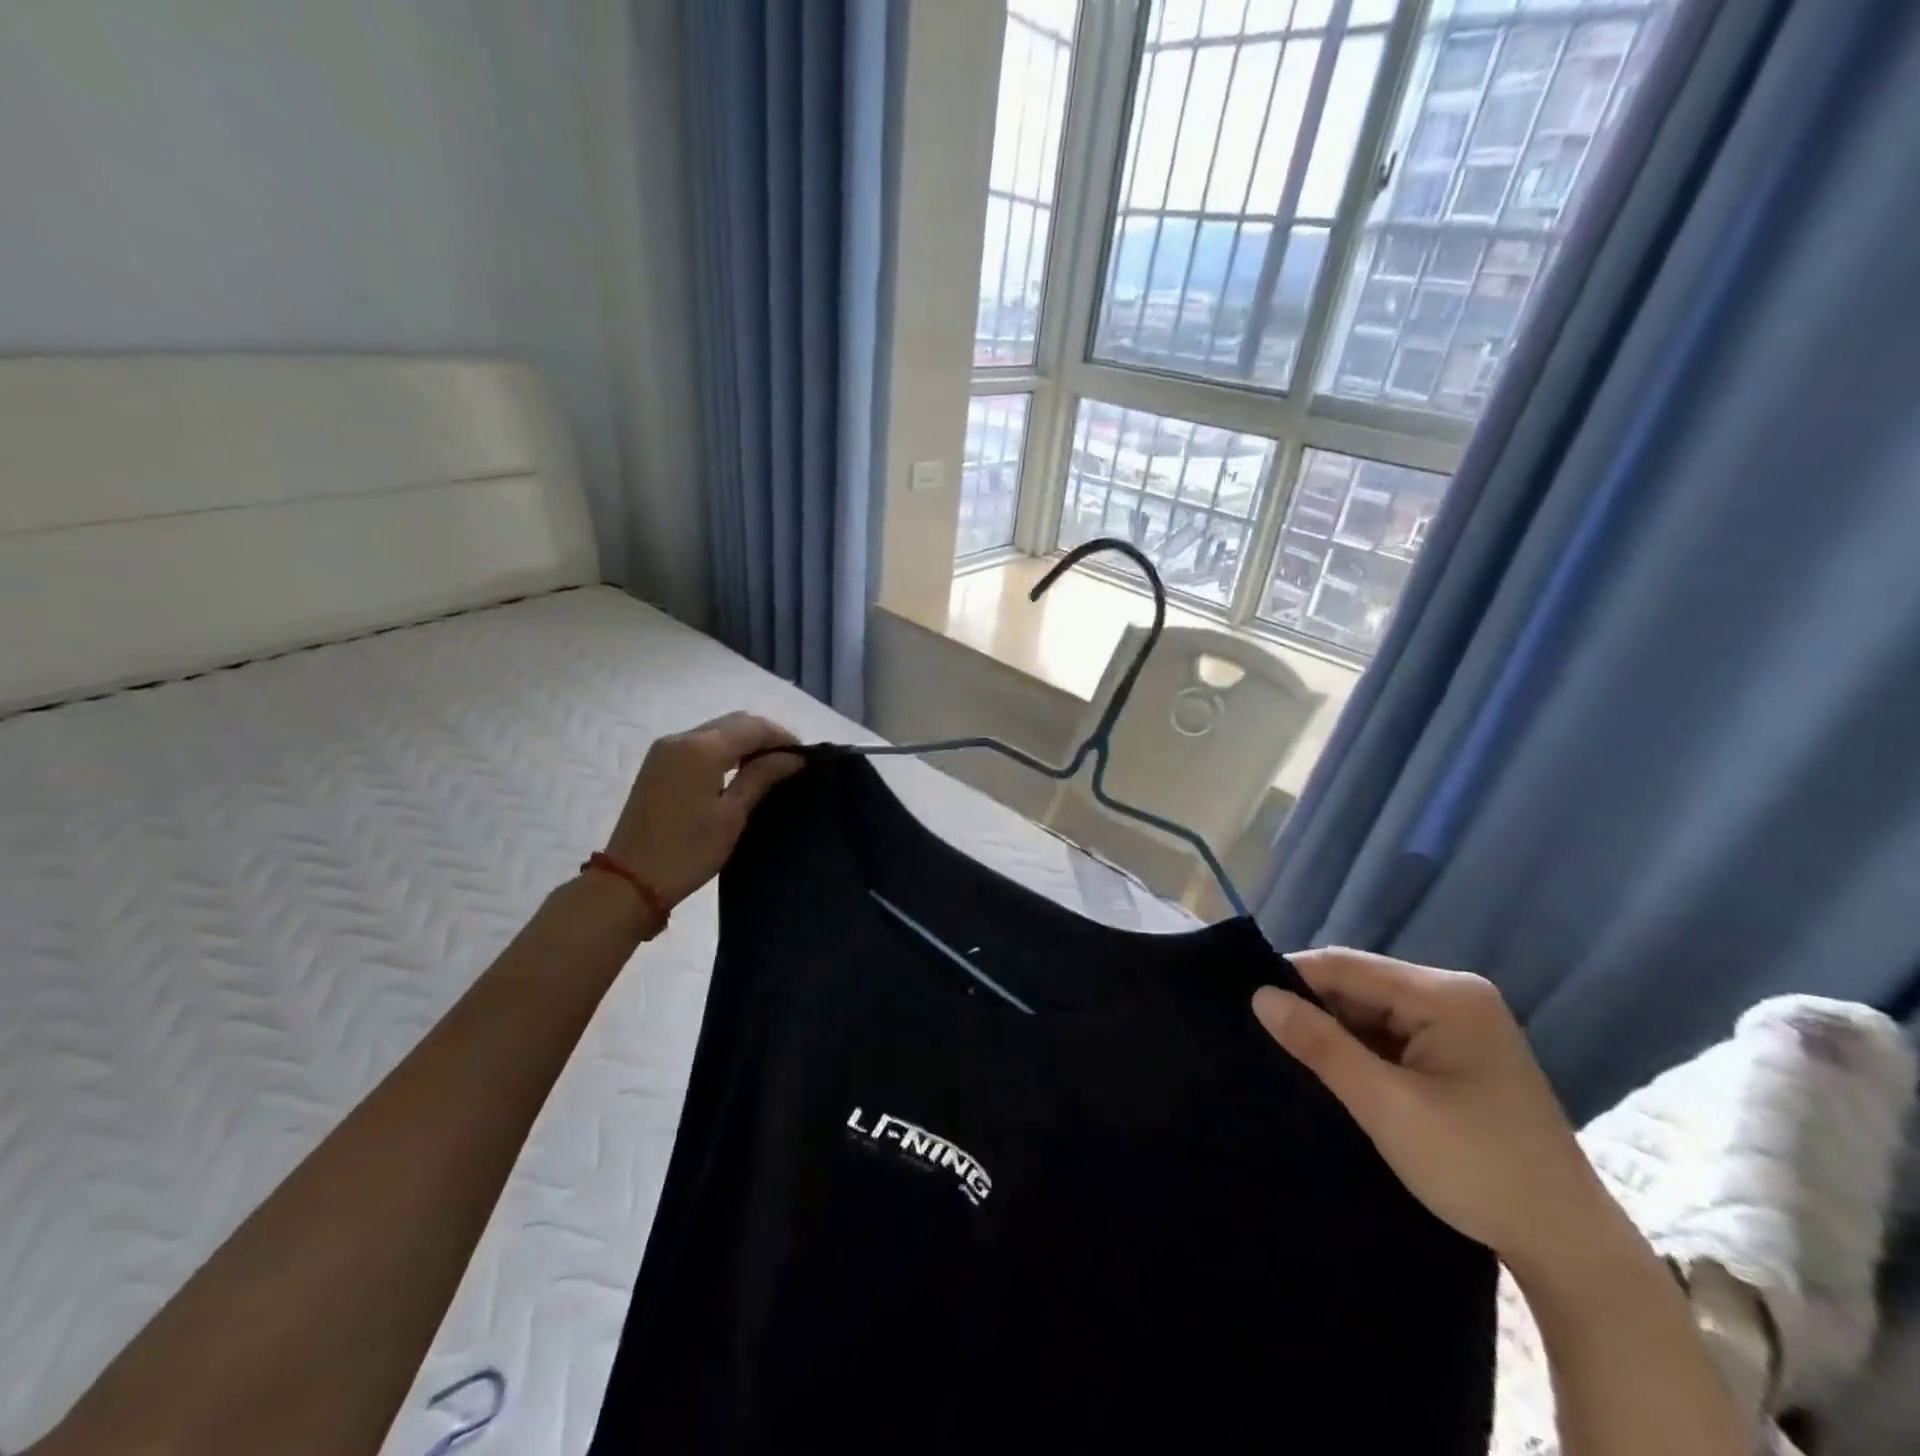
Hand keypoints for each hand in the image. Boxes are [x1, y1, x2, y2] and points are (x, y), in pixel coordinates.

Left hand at [603, 713, 803, 911]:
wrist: (630, 880)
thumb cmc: (688, 850)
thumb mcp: (732, 815)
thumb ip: (761, 777)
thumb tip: (793, 757)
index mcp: (702, 748)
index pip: (753, 727)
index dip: (782, 737)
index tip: (805, 757)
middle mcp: (682, 738)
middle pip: (734, 721)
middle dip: (765, 735)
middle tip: (789, 761)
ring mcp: (665, 749)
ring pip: (716, 729)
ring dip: (744, 740)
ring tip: (768, 766)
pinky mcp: (658, 763)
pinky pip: (699, 742)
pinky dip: (724, 748)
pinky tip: (738, 770)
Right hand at [1253, 949, 1612, 1274]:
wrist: (1570, 1248)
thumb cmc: (1476, 1168)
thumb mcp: (1386, 1106)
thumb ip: (1320, 1045)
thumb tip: (1259, 997)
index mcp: (1446, 995)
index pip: (1347, 966)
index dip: (1292, 977)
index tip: (1244, 1001)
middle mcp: (1455, 995)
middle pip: (1361, 985)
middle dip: (1313, 1007)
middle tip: (1261, 1032)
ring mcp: (1462, 1024)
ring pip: (1373, 1010)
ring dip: (1335, 1030)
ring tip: (1286, 1049)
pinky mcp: (1460, 1053)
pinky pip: (1393, 1034)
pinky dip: (1360, 1048)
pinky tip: (1332, 1067)